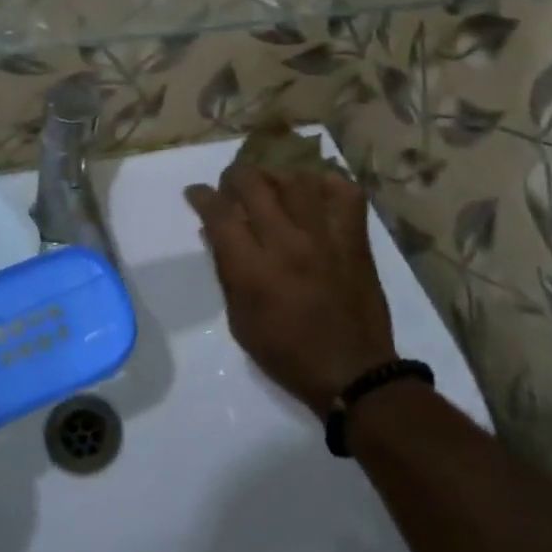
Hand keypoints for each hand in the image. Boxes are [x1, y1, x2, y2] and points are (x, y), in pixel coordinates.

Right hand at [186, 168, 397, 416]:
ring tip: (272, 188)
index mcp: (253, 269)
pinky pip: (344, 192)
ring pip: (296, 179)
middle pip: (253, 183)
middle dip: (234, 178)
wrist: (353, 373)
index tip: (196, 193)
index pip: (218, 213)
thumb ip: (226, 271)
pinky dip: (328, 185)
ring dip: (276, 178)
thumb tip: (214, 230)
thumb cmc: (288, 354)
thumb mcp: (240, 321)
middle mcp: (286, 243)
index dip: (201, 196)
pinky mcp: (355, 238)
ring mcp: (324, 236)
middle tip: (233, 188)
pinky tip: (315, 194)